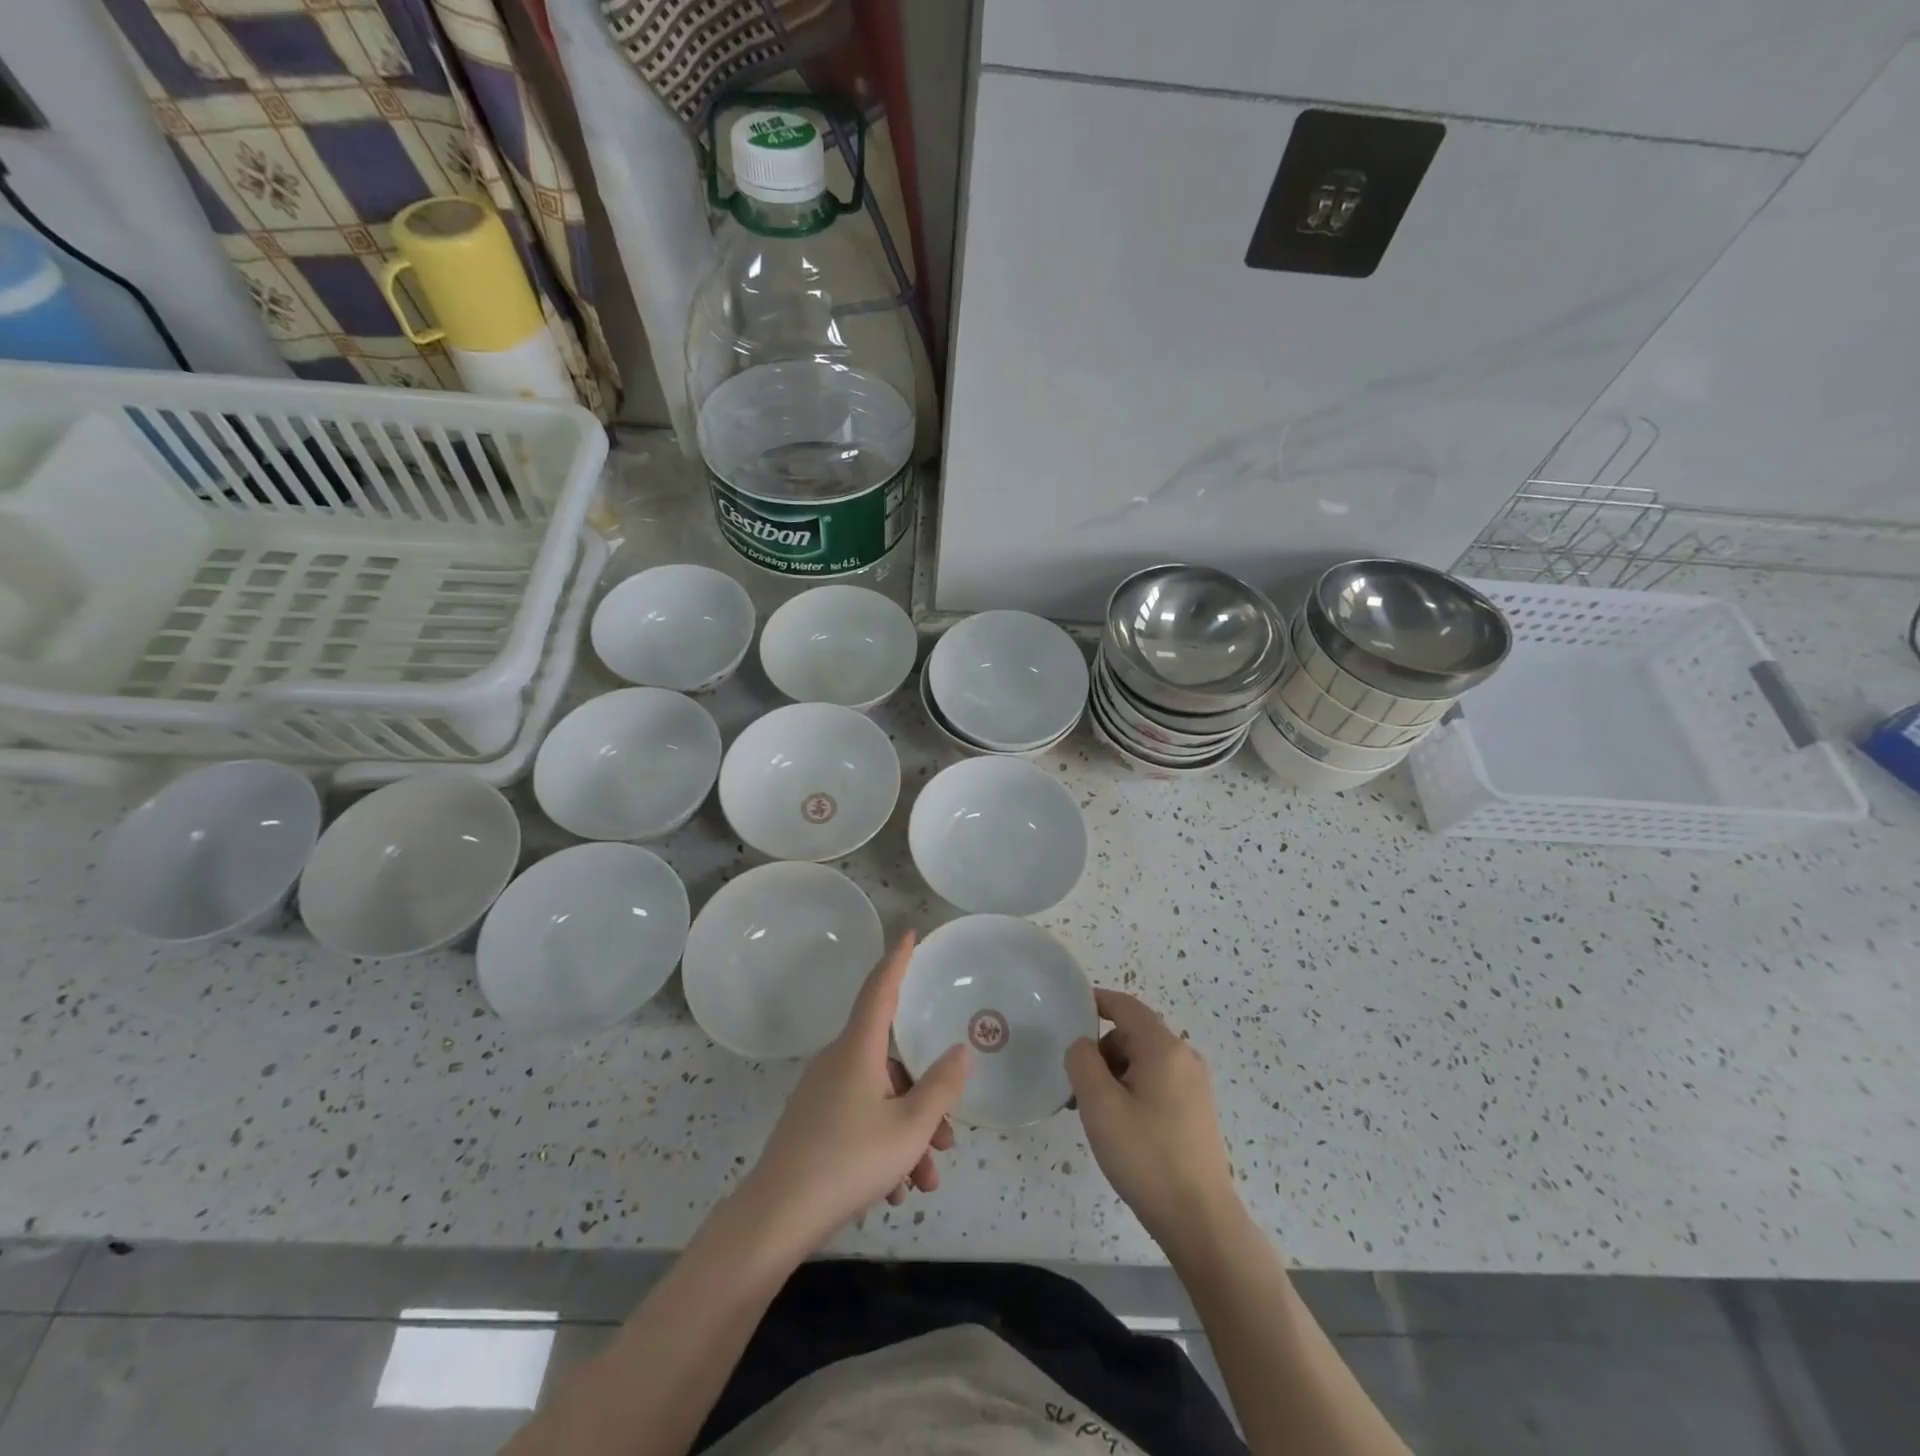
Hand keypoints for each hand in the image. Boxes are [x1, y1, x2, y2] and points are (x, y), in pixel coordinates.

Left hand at [737, 931, 969, 1257]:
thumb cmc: (849, 1161)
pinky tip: (895, 1191)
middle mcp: (837, 1062)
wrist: (776, 1217)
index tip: (910, 934)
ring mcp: (821, 1094)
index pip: (880, 988)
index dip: (898, 960)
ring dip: (907, 1135)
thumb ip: (941, 1087)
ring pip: (878, 1100)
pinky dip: (882, 1147)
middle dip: (924, 1099)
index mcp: (858, 1049)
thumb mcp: (910, 1128)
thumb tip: (959, 1051)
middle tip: (948, 1140)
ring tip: (924, 1182)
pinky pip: (858, 1121)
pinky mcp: (812, 1124)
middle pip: (891, 1063)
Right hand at [1066, 989, 1240, 1254]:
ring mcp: (1194, 1085)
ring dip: (1114, 1075)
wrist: (1200, 1220)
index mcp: (1163, 1048)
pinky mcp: (1196, 1110)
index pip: (1125, 1006)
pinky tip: (1120, 1127)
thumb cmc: (1146, 1156)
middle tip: (1076, 1086)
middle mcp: (1184, 1057)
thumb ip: (1082, 1062)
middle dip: (1101, 1051)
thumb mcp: (1100, 1106)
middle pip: (1132, 1034)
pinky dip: (1132, 1090)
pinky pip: (1156, 1082)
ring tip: (1095, 1114)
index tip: (1067, 1009)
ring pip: (1143, 1061)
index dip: (1095, 1001)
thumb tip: (1083, 1045)